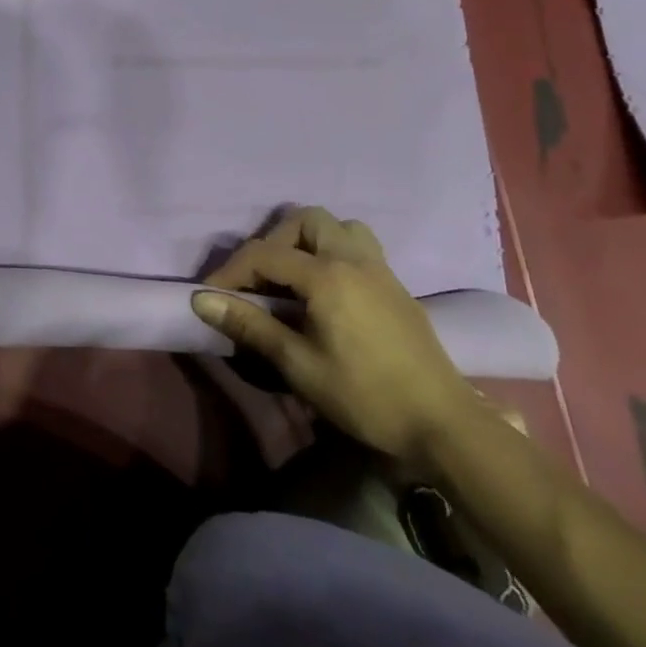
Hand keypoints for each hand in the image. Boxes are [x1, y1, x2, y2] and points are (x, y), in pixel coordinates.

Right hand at [190, 206, 475, 462]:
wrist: (444, 425)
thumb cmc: (366, 396)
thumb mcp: (299, 365)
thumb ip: (250, 326)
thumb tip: (201, 299)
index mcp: (327, 276)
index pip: (265, 254)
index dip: (231, 271)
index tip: (210, 295)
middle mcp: (354, 260)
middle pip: (305, 220)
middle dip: (272, 241)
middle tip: (259, 278)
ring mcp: (380, 270)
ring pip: (338, 227)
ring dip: (308, 240)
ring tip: (293, 275)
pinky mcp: (396, 286)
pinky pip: (359, 246)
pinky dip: (333, 252)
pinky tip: (326, 291)